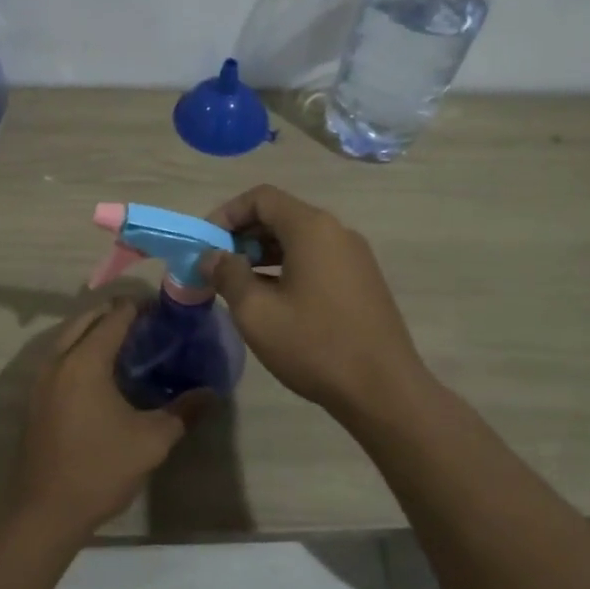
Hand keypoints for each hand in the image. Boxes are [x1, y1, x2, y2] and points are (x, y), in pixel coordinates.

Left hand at [11, 300, 189, 540]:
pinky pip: (60, 356)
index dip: (139, 307)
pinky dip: (80, 349)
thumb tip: (212, 393)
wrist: (45, 511)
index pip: (114, 317)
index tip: (164, 310)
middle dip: (115, 313)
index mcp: (85, 362)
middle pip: (86, 318)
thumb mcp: (151, 441)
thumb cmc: (100, 469)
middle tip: (148, 324)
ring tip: (128, 344)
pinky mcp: (36, 397)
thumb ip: (183, 412)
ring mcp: (41, 378)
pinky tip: (103, 372)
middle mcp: (58, 360)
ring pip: (68, 336)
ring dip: (95, 330)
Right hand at [202, 185, 426, 416]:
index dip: (226, 214)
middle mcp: (337, 232)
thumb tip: (212, 256)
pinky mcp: (362, 280)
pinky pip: (316, 259)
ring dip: (263, 253)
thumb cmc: (314, 345)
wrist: (383, 390)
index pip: (261, 198)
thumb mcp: (257, 312)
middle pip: (280, 215)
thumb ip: (228, 275)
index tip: (206, 244)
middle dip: (243, 235)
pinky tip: (273, 300)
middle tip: (217, 266)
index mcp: (312, 228)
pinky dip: (287, 267)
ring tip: (238, 285)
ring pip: (299, 239)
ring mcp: (354, 256)